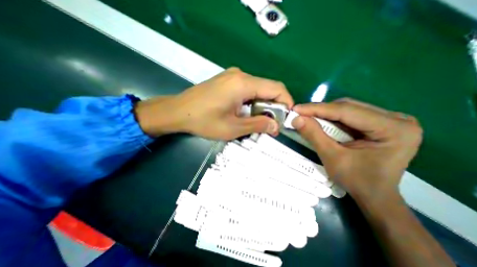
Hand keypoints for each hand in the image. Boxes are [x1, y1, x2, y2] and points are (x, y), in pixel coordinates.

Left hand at [132, 67, 292, 139]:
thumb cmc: (204, 121)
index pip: (276, 88)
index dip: (286, 102)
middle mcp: (240, 75)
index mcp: (243, 84)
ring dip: (263, 105)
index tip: (287, 118)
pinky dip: (253, 102)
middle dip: (274, 106)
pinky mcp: (228, 81)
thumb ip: (257, 125)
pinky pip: (248, 89)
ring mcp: (233, 76)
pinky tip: (247, 113)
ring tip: (259, 121)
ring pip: (258, 89)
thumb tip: (276, 127)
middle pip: (268, 88)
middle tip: (272, 124)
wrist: (178, 112)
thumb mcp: (233, 128)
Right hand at [291, 99, 420, 202]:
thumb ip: (314, 135)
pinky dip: (331, 118)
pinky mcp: (381, 123)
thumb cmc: (356, 181)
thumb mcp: (332, 158)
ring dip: (324, 113)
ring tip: (307, 117)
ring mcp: (390, 120)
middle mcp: (396, 119)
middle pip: (348, 107)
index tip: (296, 109)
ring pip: (347, 109)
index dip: (317, 109)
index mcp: (392, 129)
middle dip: (320, 110)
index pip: (346, 111)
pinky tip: (320, 121)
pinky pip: (350, 115)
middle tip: (299, 114)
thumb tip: (296, 119)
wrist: (375, 195)